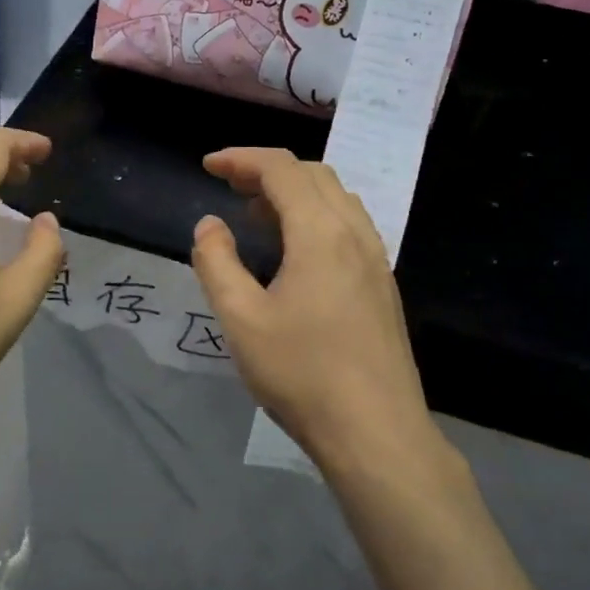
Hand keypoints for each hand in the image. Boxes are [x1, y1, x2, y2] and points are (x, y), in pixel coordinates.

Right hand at [190, 148, 443, 476]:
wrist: (375, 431)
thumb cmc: (301, 373)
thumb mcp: (240, 318)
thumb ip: (216, 262)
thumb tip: (210, 224)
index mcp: (320, 233)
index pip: (281, 169)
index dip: (241, 159)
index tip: (208, 166)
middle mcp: (354, 233)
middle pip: (313, 175)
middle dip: (267, 171)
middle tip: (229, 187)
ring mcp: (375, 259)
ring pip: (335, 199)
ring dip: (294, 193)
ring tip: (256, 215)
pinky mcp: (382, 284)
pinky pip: (348, 225)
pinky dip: (315, 216)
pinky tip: (294, 251)